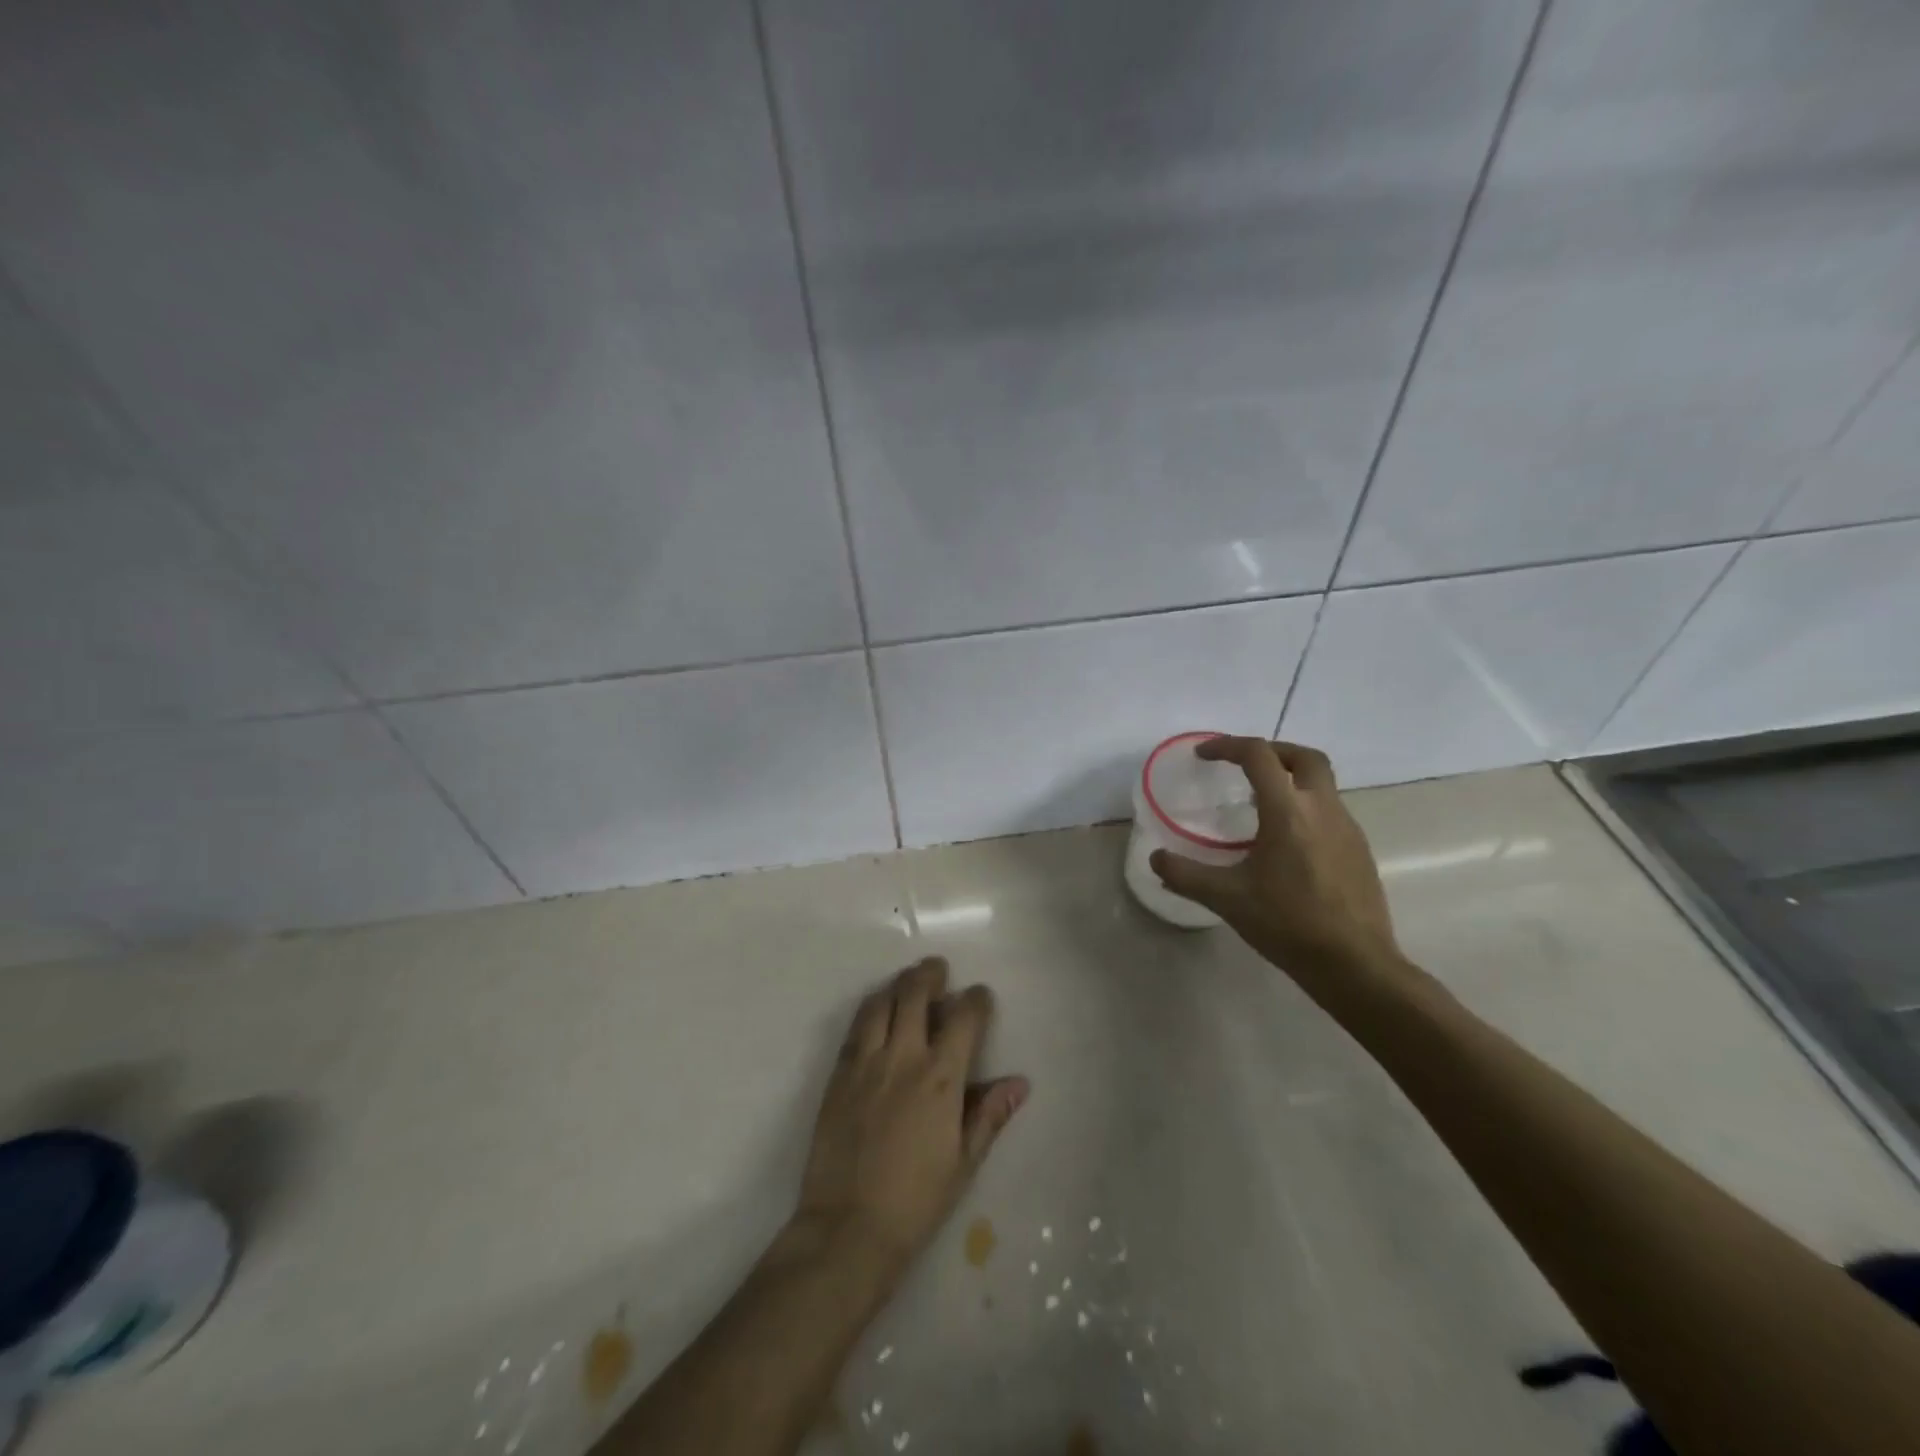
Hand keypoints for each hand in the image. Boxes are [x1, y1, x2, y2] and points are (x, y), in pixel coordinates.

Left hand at [793, 957, 1027, 1279]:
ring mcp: (865, 1063)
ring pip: (880, 1003)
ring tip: (907, 982)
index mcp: (940, 1078)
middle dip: (930, 975)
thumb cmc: (916, 1200)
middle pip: (915, 994)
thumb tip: (1018, 1083)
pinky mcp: (838, 1074)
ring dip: (897, 985)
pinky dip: (870, 1009)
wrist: (848, 1227)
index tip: (980, 996)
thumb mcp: (964, 1161)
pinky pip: (855, 1027)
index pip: (963, 1018)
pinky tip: (876, 1012)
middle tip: (938, 970)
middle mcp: (903, 1057)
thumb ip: (989, 1114)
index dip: (976, 1000)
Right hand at [1150, 738, 1401, 983]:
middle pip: (1304, 757)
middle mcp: (1323, 809)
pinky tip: (1287, 842)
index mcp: (1288, 812)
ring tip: (1259, 805)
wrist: (1355, 964)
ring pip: (1321, 783)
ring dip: (1290, 780)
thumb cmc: (1288, 924)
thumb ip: (1186, 875)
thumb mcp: (1227, 899)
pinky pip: (1330, 810)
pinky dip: (1305, 807)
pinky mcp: (1359, 850)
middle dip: (1272, 751)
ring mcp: (1348, 828)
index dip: (1228, 746)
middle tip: (1244, 764)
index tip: (1204, 754)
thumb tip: (1156, 859)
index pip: (1258, 756)